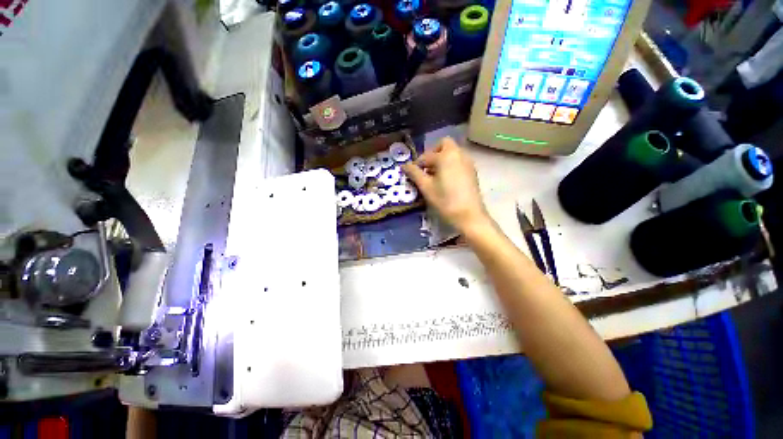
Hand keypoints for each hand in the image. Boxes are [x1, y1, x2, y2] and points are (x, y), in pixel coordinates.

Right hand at [402, 137, 489, 232]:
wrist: (469, 216)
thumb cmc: (445, 201)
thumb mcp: (426, 187)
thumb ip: (414, 174)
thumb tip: (404, 165)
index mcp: (446, 155)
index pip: (426, 156)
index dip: (417, 164)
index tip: (411, 173)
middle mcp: (459, 154)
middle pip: (444, 145)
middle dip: (432, 154)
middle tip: (425, 169)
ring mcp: (468, 162)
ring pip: (452, 153)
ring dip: (441, 159)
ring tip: (434, 176)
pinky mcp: (472, 171)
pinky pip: (459, 161)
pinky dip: (450, 165)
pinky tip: (445, 180)